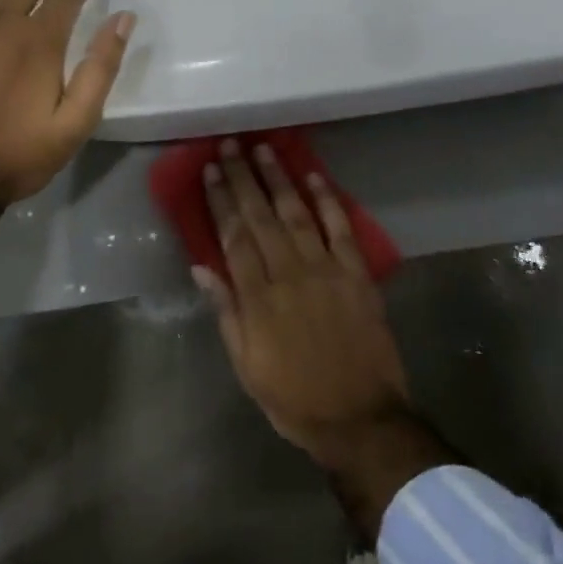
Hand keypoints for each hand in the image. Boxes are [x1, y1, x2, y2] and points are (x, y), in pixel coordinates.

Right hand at [197, 140, 413, 465]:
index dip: (220, 200)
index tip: (209, 171)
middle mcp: (288, 274)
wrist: (360, 419)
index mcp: (258, 298)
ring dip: (278, 178)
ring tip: (263, 149)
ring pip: (296, 213)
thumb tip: (202, 267)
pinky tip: (313, 175)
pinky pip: (340, 228)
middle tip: (230, 145)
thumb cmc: (294, 398)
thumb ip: (226, 312)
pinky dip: (327, 200)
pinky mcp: (356, 274)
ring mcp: (325, 270)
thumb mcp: (246, 365)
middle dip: (243, 177)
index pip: (233, 236)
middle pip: (260, 216)